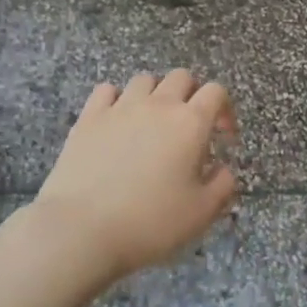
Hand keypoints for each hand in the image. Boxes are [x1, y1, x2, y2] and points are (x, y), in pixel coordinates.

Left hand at [34, 70, 238, 277]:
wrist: (82, 228)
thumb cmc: (150, 222)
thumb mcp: (201, 213)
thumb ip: (222, 185)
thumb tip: (223, 169)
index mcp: (190, 123)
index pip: (216, 92)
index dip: (224, 109)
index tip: (223, 136)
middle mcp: (158, 105)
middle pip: (181, 77)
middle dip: (191, 95)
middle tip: (189, 126)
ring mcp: (120, 108)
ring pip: (144, 80)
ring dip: (155, 94)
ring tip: (152, 122)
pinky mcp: (88, 118)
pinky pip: (106, 91)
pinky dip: (116, 99)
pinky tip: (116, 121)